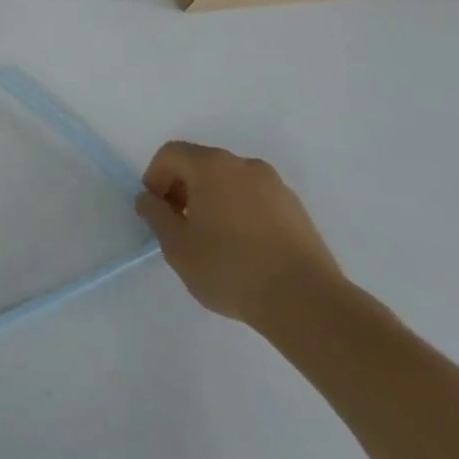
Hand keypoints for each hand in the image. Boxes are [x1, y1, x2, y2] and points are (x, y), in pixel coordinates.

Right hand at [135, 140, 343, 331]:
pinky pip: (255, 199)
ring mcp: (276, 186)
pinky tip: (244, 249)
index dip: (155, 177)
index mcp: (212, 166)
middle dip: (183, 188)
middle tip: (180, 225)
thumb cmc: (231, 269)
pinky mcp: (297, 210)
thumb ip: (155, 215)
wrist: (308, 304)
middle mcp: (244, 166)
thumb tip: (149, 199)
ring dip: (212, 200)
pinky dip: (240, 212)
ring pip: (230, 182)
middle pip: (201, 164)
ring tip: (213, 240)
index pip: (171, 154)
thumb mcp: (176, 246)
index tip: (157, 211)